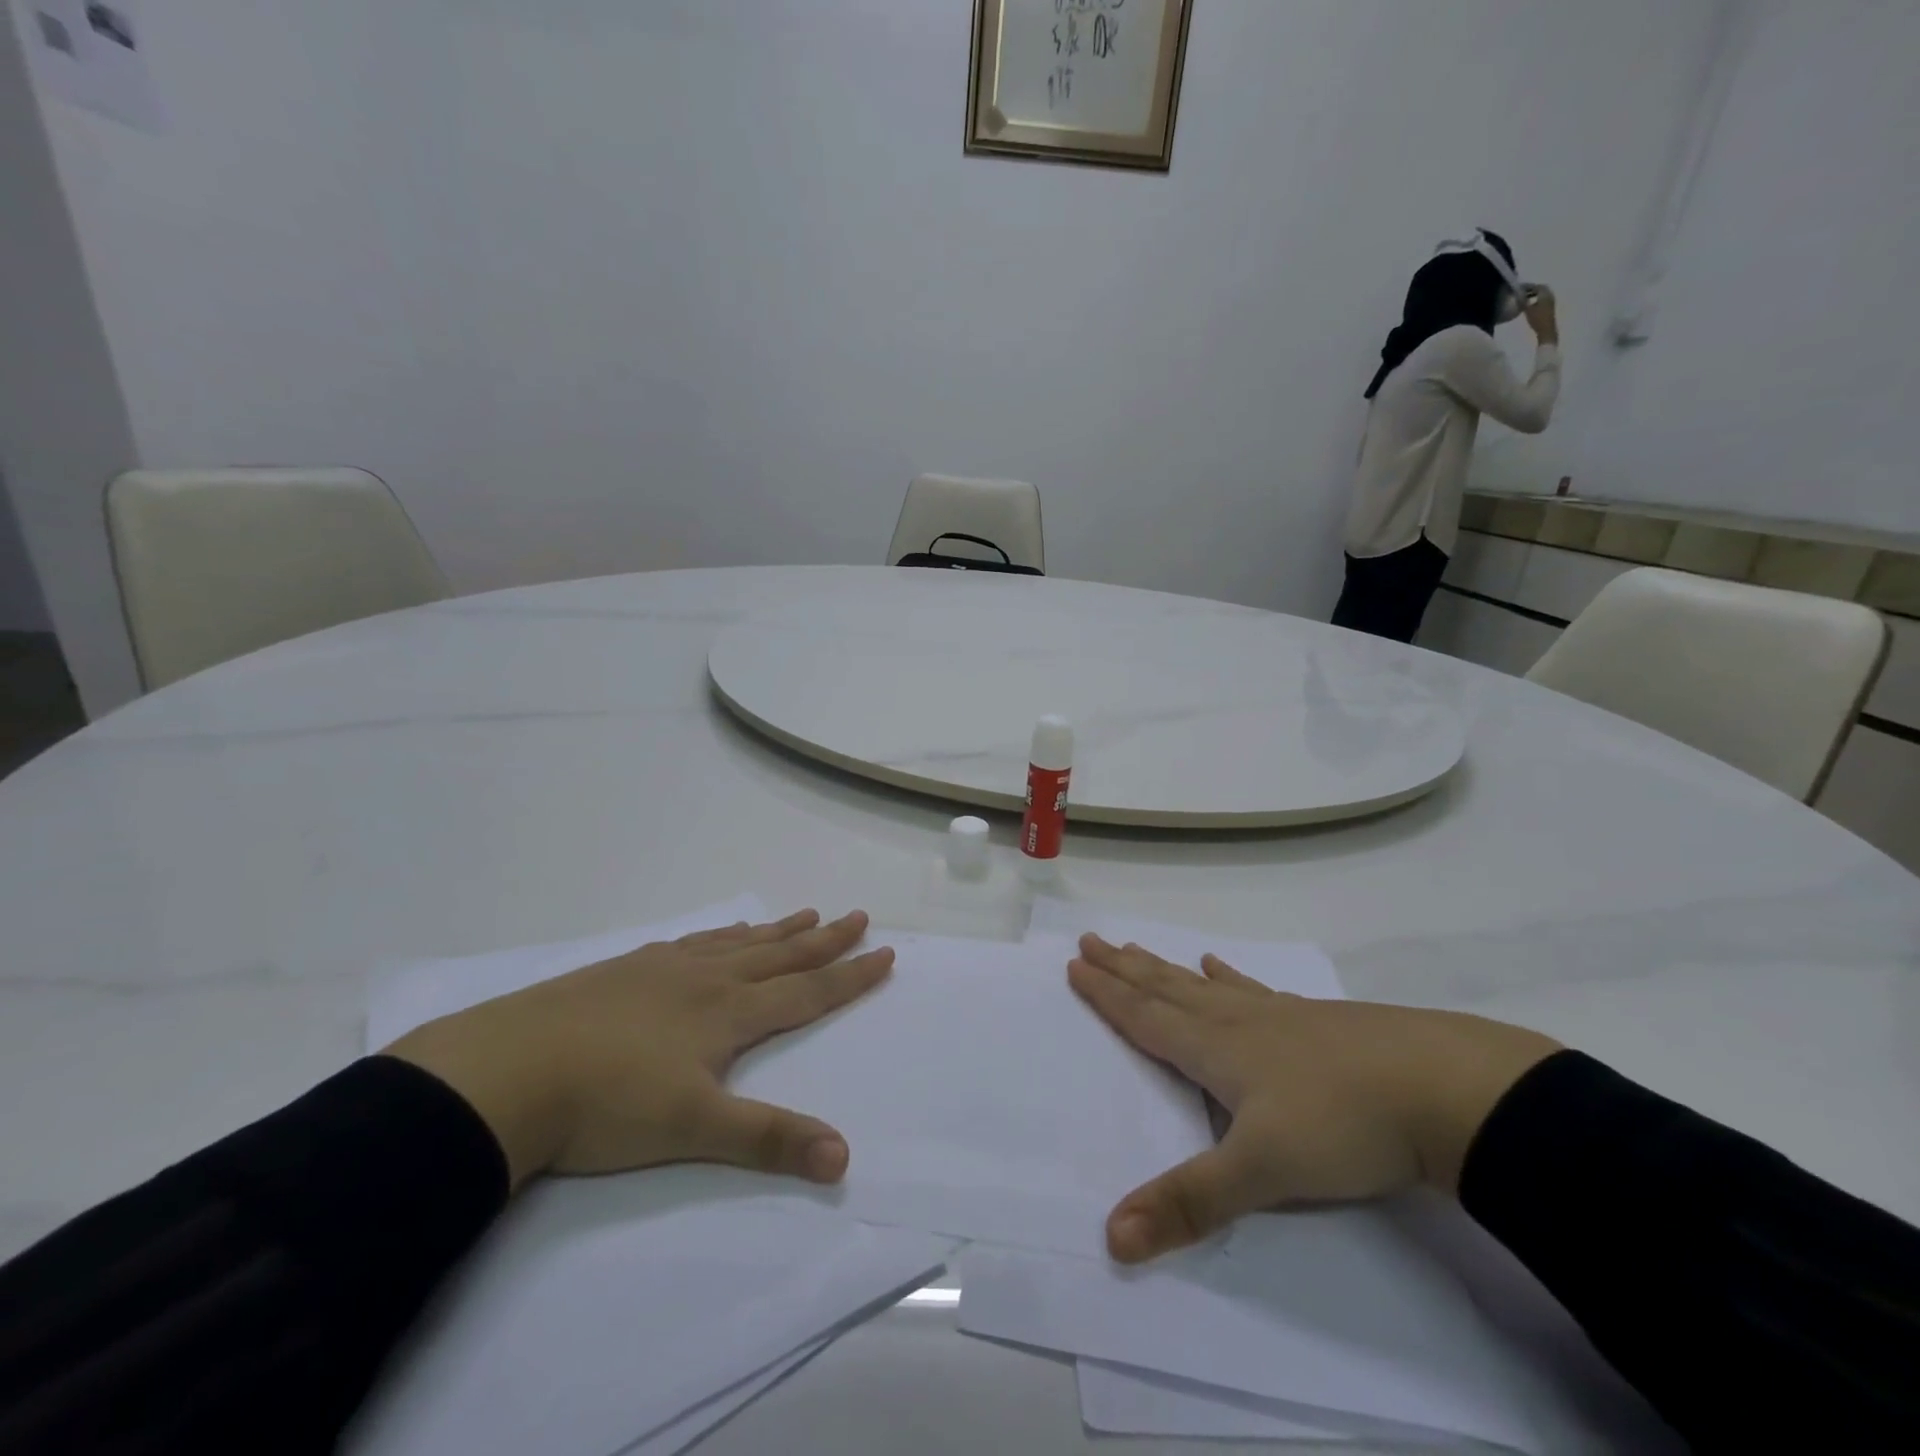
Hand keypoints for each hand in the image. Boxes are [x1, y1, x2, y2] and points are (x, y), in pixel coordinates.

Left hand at [387, 910, 891, 1190]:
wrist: (507, 1072)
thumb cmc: (607, 1103)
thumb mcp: (694, 1129)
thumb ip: (768, 1139)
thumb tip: (843, 1156)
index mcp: (728, 1013)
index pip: (806, 991)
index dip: (849, 975)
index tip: (884, 951)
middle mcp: (705, 980)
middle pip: (779, 954)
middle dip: (824, 939)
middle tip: (857, 914)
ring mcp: (662, 969)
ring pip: (736, 943)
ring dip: (776, 930)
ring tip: (804, 913)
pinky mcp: (624, 970)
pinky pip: (690, 942)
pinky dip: (719, 934)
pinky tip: (715, 935)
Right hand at [1068, 935, 1559, 1263]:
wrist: (1445, 1089)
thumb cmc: (1343, 1126)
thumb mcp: (1262, 1173)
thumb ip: (1189, 1202)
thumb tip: (1112, 1237)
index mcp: (1216, 1049)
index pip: (1146, 1017)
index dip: (1107, 994)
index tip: (1075, 963)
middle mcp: (1238, 1022)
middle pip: (1166, 989)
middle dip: (1124, 968)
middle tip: (1091, 939)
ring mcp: (1280, 1016)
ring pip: (1204, 986)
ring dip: (1164, 968)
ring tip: (1138, 947)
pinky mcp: (1317, 1021)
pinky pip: (1255, 991)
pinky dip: (1229, 976)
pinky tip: (1221, 967)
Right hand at [1524, 285, 1558, 344]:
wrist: (1546, 329)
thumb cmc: (1537, 319)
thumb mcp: (1527, 310)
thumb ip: (1523, 301)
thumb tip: (1518, 294)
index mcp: (1545, 294)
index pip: (1537, 286)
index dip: (1528, 286)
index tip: (1520, 288)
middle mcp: (1550, 294)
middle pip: (1541, 288)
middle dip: (1532, 289)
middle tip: (1522, 291)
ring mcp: (1551, 300)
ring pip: (1542, 293)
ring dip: (1534, 293)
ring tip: (1525, 297)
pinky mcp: (1550, 306)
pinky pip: (1543, 298)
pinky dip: (1537, 298)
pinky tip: (1531, 303)